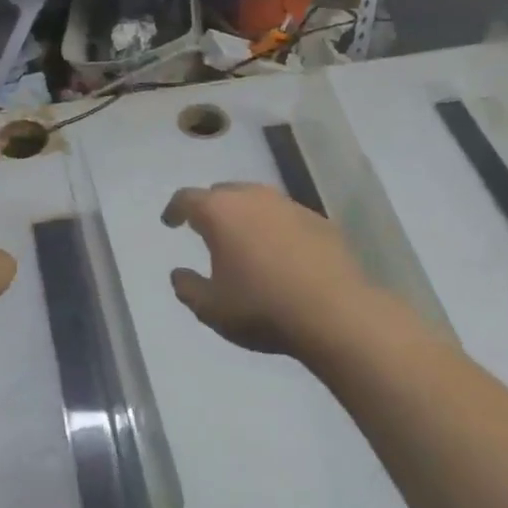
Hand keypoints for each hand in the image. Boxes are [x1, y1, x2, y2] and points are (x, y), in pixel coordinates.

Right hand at [161, 183, 375, 363]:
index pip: (187, 199)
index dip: (174, 210)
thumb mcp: (211, 308)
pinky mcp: (320, 221)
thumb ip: (187, 288)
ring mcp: (290, 206)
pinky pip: (286, 217)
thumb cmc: (262, 308)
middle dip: (210, 208)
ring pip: (257, 200)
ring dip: (245, 215)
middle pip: (223, 193)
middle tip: (206, 230)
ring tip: (243, 240)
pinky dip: (275, 228)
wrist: (337, 314)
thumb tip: (179, 274)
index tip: (170, 222)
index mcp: (220, 212)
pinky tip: (280, 254)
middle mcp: (253, 198)